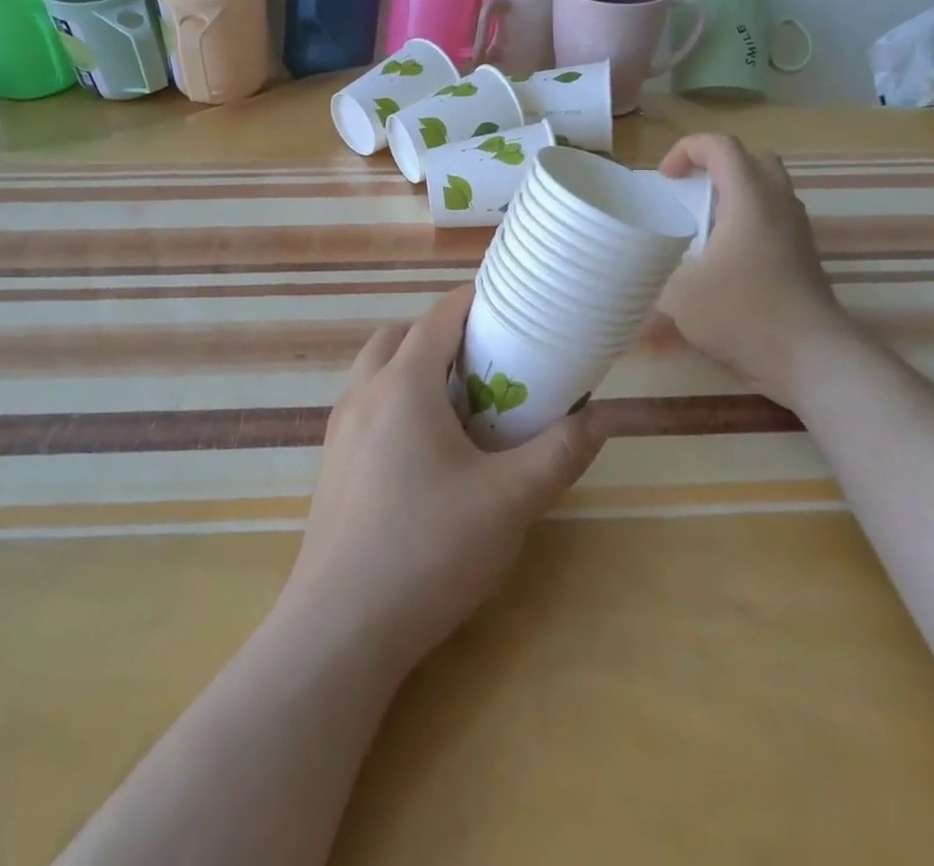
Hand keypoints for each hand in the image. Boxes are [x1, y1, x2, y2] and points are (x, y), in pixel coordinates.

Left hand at [281, 284, 604, 671]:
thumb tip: (601, 419)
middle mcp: (364, 393)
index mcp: (404, 384)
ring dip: (413, 367)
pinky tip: (424, 452)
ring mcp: (340, 430)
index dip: (474, 302)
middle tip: (485, 361)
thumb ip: (559, 454)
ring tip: (457, 405)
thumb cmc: (428, 550)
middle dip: (441, 334)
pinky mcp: (331, 465)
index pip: (439, 317)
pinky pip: (365, 407)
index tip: (509, 305)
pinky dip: (394, 402)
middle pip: (400, 336)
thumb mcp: (509, 502)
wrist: (339, 630)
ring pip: (376, 371)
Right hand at [654, 133, 857, 406]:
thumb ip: (650, 275)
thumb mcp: (680, 296)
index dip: (687, 149)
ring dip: (733, 194)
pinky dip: (747, 221)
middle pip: (752, 159)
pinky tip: (724, 257)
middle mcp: (778, 205)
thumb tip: (627, 269)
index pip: (721, 146)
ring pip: (768, 190)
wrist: (813, 359)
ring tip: (702, 223)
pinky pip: (774, 219)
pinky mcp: (803, 257)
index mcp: (749, 199)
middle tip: (688, 190)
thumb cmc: (745, 315)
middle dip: (715, 165)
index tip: (665, 178)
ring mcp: (797, 231)